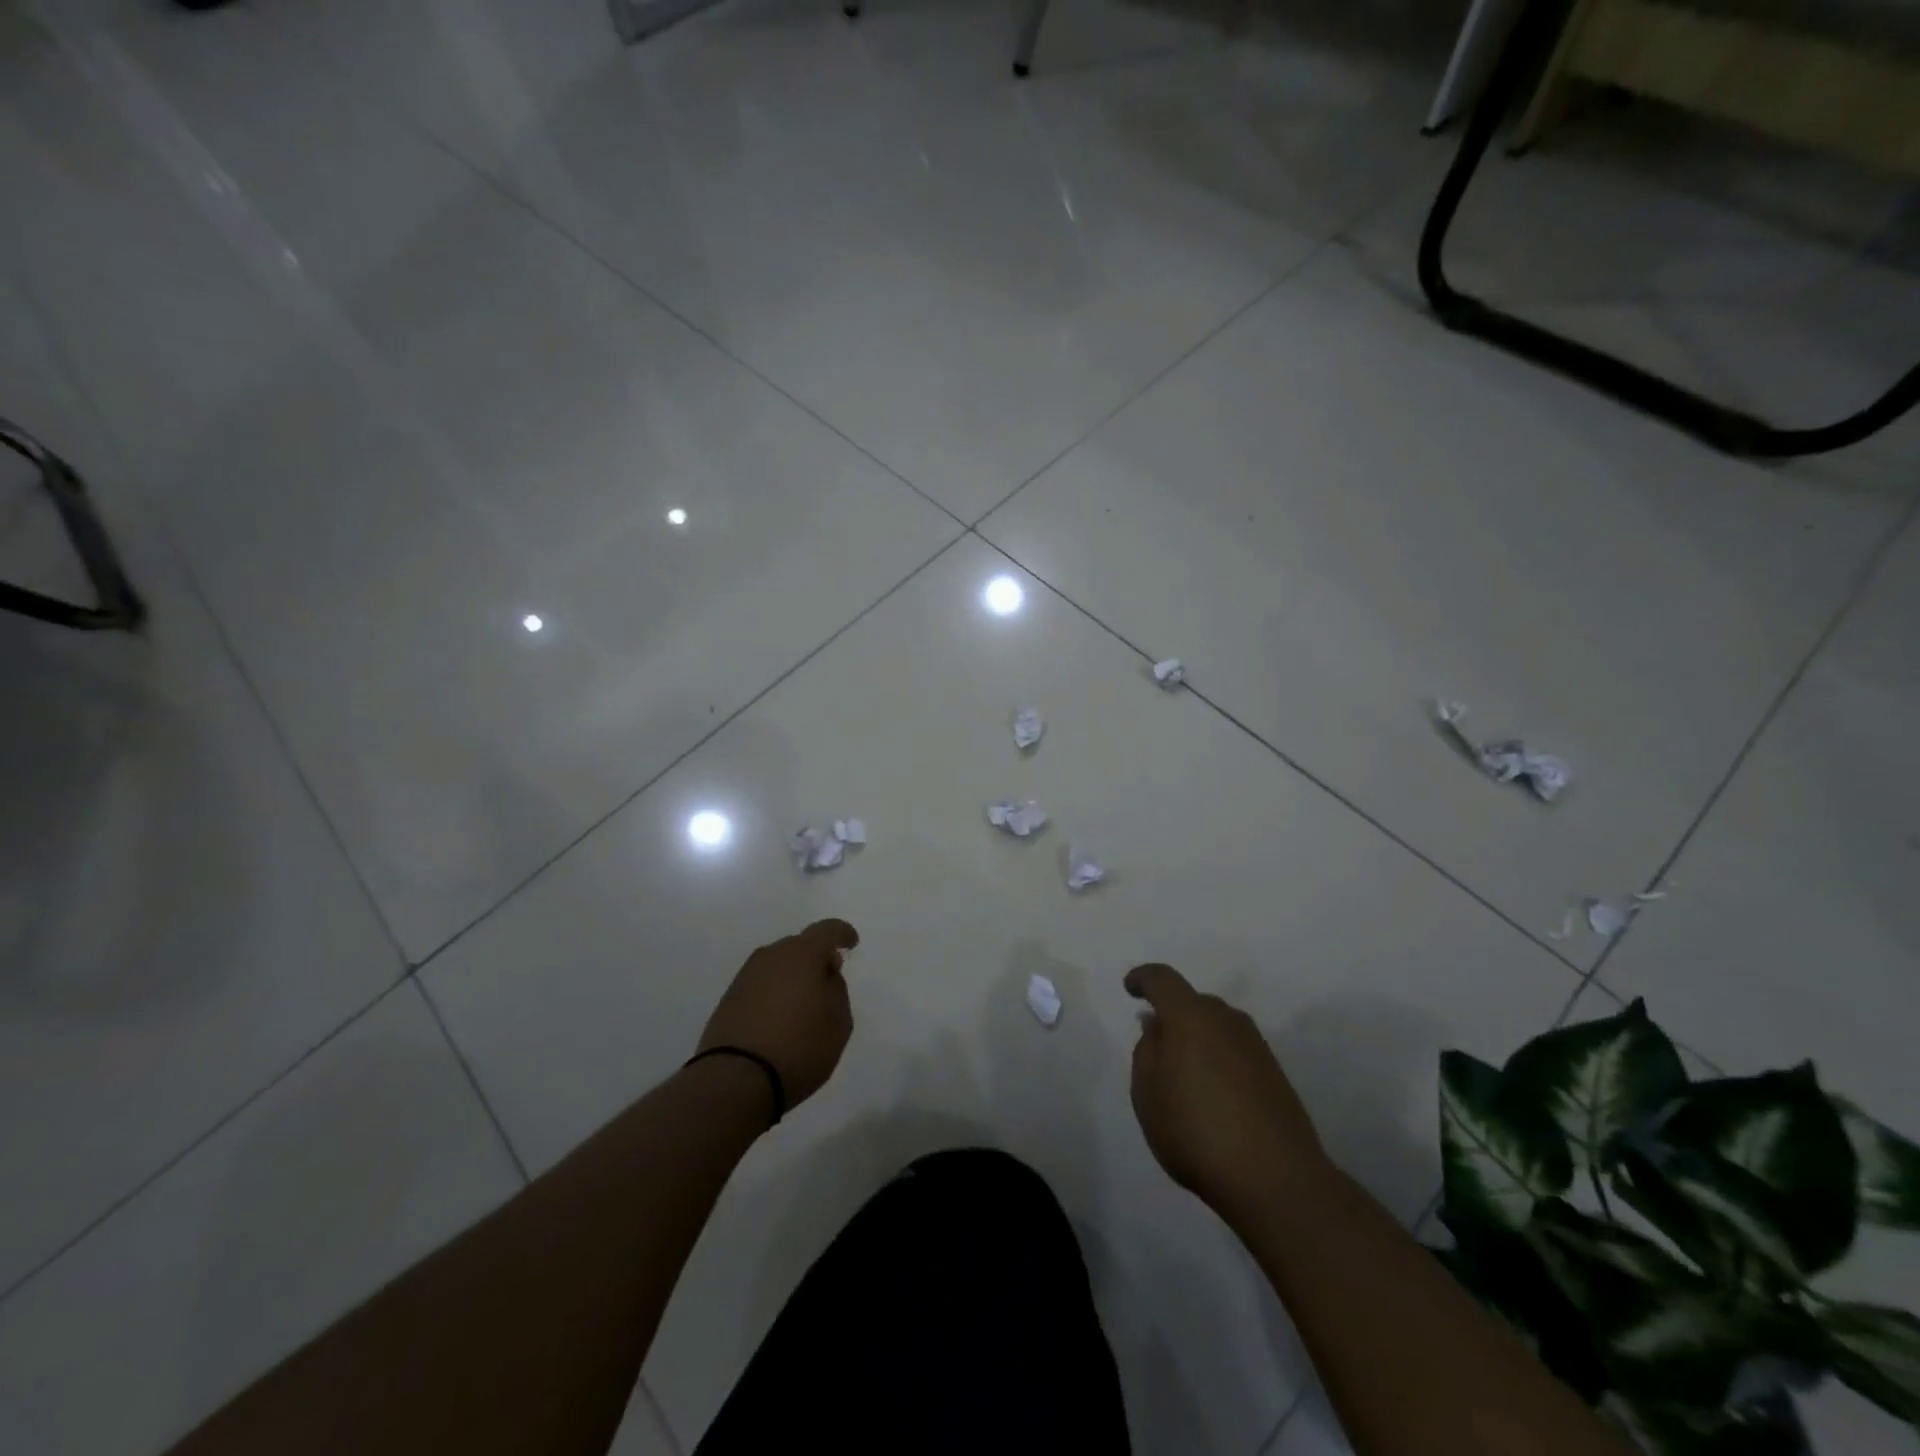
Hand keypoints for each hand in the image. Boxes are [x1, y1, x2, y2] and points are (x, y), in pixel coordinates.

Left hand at [698, 919, 859, 1111]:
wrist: (734, 1080)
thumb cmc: (799, 1047)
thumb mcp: (838, 1023)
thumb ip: (837, 990)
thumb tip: (825, 974)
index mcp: (802, 954)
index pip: (827, 930)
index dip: (842, 933)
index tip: (851, 943)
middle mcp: (771, 956)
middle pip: (799, 946)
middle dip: (815, 958)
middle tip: (827, 980)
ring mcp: (745, 976)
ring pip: (777, 966)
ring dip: (792, 977)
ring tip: (803, 1003)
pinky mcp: (728, 999)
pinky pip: (760, 985)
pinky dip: (773, 993)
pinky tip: (779, 1017)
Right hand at [1125, 963, 1333, 1219]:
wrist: (1276, 1178)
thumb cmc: (1196, 1130)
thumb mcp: (1148, 1093)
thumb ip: (1146, 1051)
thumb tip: (1157, 1026)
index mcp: (1190, 1016)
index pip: (1162, 979)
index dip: (1143, 979)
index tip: (1131, 989)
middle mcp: (1226, 1020)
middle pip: (1192, 1003)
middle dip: (1172, 1016)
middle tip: (1157, 1048)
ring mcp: (1256, 1045)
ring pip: (1217, 1027)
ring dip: (1198, 1040)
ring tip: (1185, 1078)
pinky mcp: (1275, 1073)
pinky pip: (1235, 1051)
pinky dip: (1219, 1061)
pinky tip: (1213, 1096)